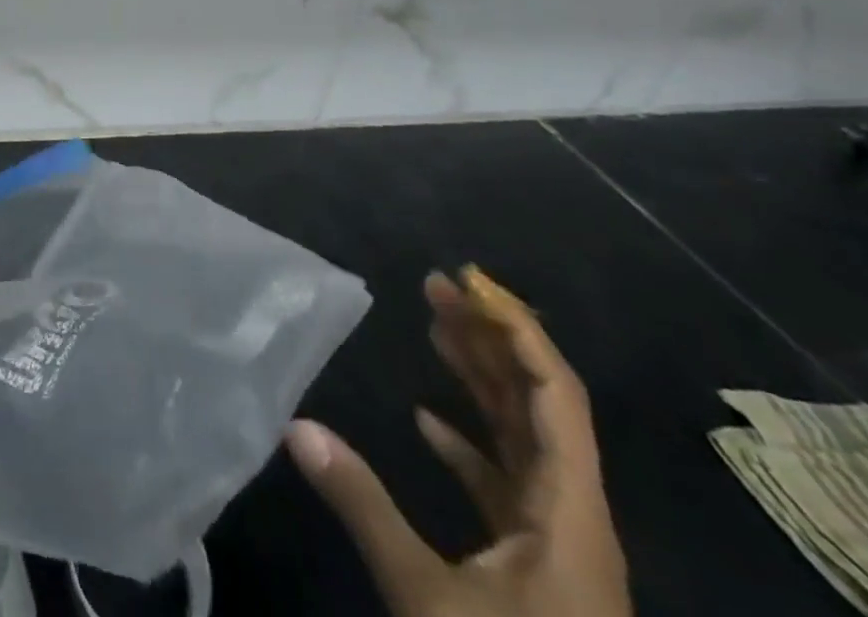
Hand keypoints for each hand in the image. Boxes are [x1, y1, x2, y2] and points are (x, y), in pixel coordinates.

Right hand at [286, 269, 630, 616]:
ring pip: (523, 439)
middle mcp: (572, 517)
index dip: (518, 332)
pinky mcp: (536, 567)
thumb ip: (364, 506)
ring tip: (432, 326)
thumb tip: (295, 426)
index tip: (470, 283)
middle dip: (489, 339)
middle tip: (435, 286)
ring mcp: (556, 544)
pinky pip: (507, 482)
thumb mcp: (431, 602)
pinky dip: (471, 442)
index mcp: (570, 515)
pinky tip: (427, 420)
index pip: (556, 397)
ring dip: (481, 381)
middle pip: (539, 405)